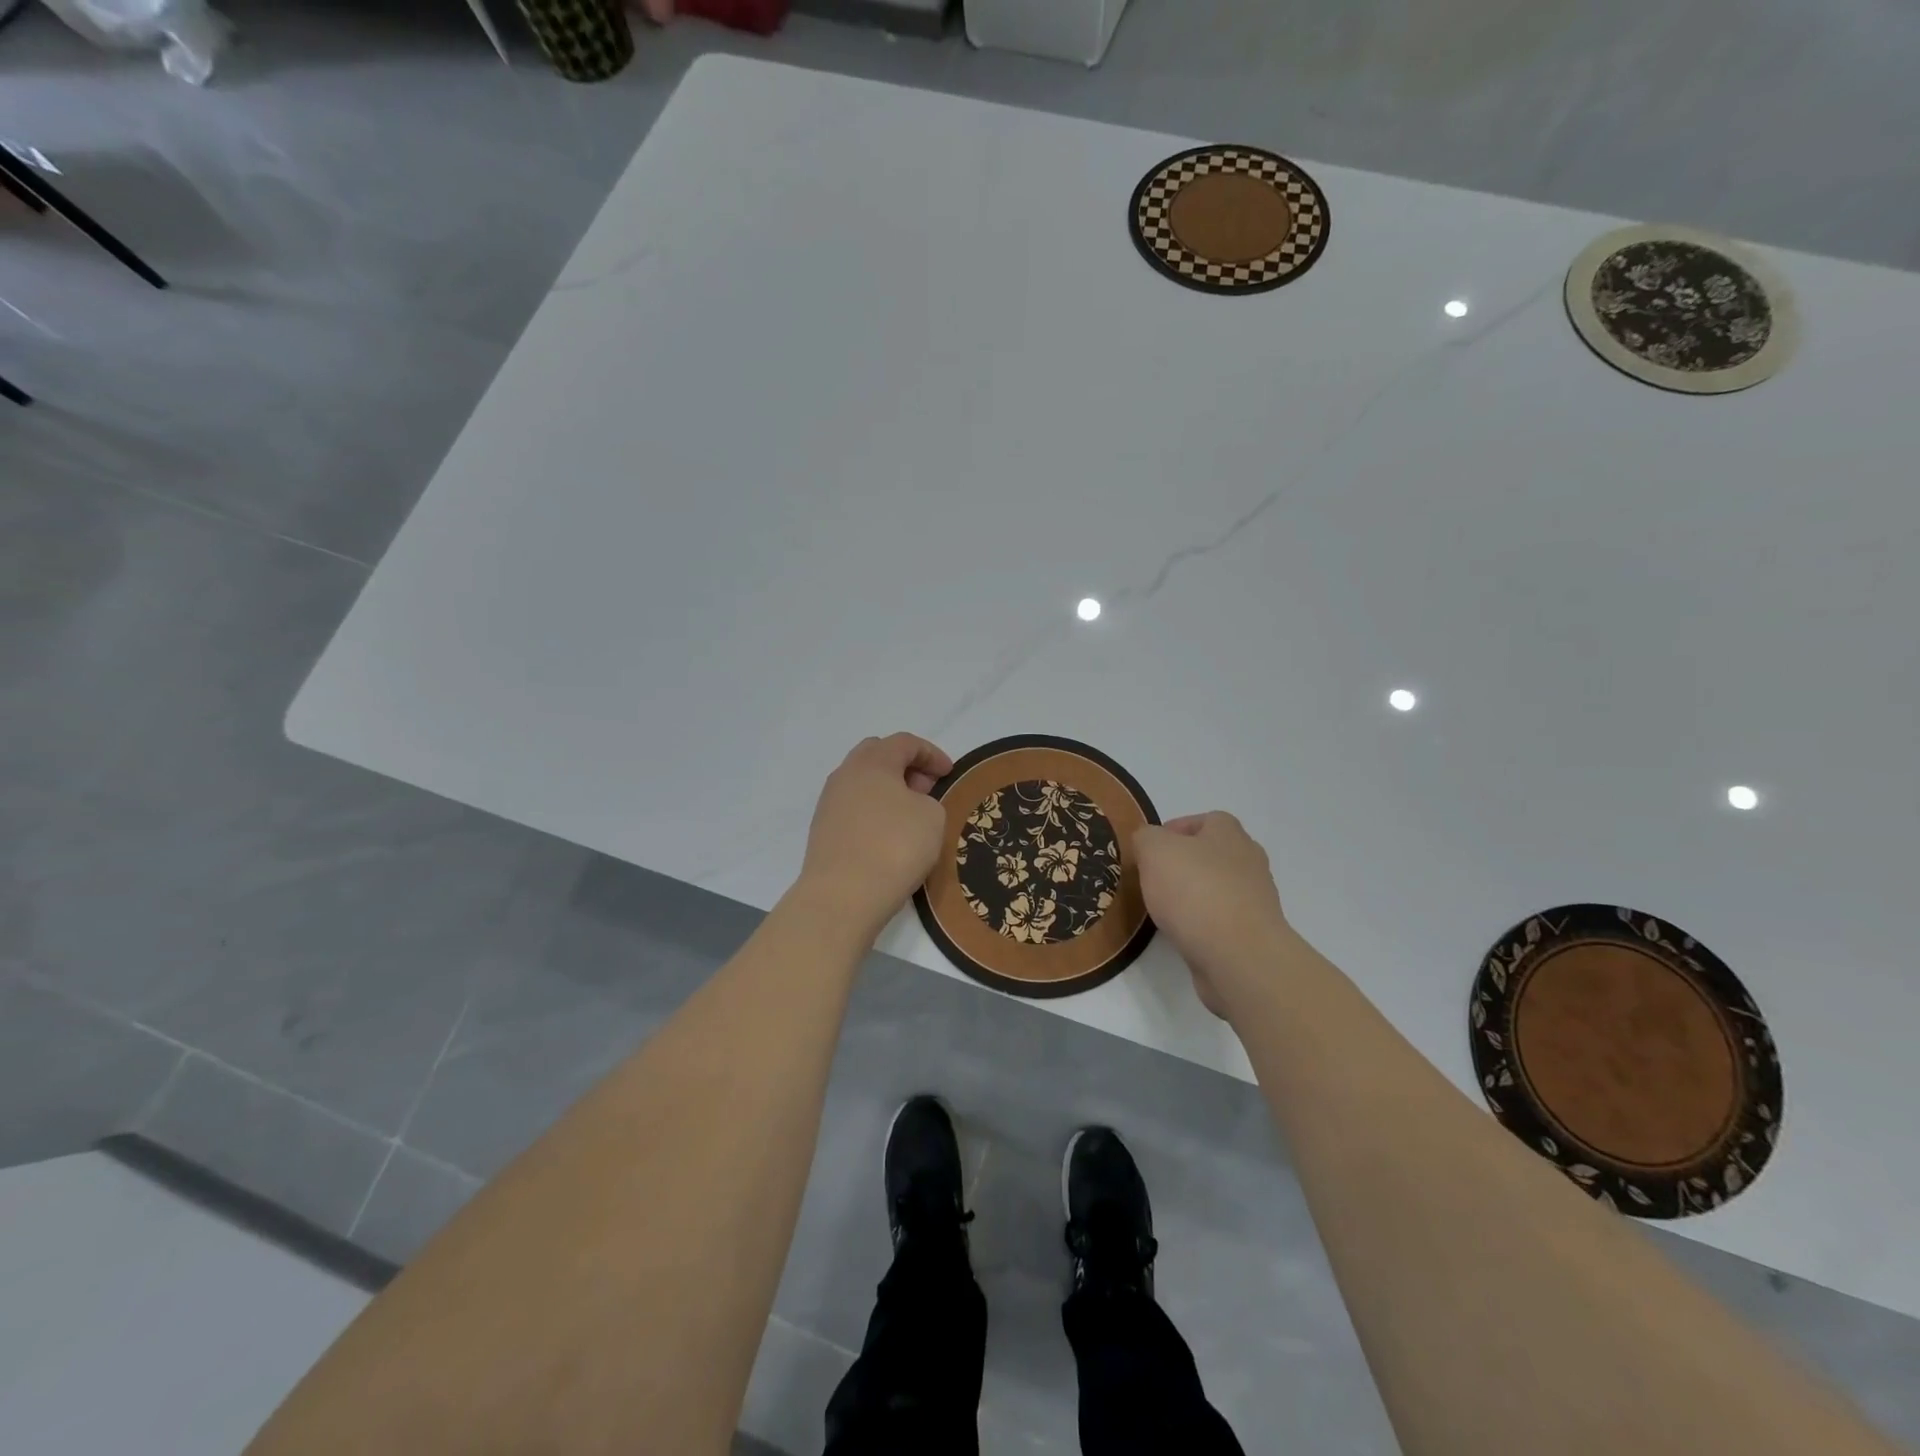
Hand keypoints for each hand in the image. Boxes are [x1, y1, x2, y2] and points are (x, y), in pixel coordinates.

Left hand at [796, 733, 952, 937]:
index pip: (904, 742)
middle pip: (876, 755)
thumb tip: (910, 805)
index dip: (931, 753)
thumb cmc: (894, 847)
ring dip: (887, 791)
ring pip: (862, 784)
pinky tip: (888, 836)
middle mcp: (845, 775)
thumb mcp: (932, 817)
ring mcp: (829, 804)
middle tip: (926, 788)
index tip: (949, 773)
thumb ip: (927, 800)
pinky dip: (873, 813)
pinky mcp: (822, 831)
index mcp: (872, 762)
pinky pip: (853, 809)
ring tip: (909, 815)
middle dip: (905, 766)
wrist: (842, 896)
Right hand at [1132, 812, 1290, 1018]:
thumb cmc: (1195, 890)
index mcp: (1229, 833)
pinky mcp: (1253, 934)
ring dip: (1193, 896)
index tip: (1150, 850)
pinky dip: (1202, 924)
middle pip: (1212, 855)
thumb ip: (1146, 838)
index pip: (1205, 820)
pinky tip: (1182, 934)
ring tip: (1163, 910)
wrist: (1239, 956)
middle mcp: (1248, 861)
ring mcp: (1255, 899)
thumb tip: (1148, 842)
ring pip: (1217, 888)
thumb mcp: (1154, 850)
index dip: (1175, 830)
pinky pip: (1221, 920)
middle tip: (1154, 879)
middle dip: (1184, 864)